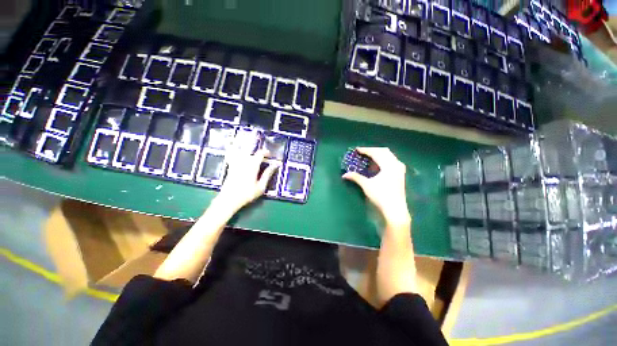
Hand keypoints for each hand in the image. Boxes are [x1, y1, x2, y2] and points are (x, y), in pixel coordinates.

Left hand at [216, 146, 279, 212]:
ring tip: (250, 148)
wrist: (229, 199)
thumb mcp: (261, 186)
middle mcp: (243, 161)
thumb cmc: (247, 194)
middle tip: (261, 153)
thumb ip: (268, 174)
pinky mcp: (230, 167)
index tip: (269, 155)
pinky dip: (233, 150)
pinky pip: (231, 155)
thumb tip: (275, 165)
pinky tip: (235, 149)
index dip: (266, 152)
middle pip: (250, 150)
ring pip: (240, 151)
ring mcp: (235, 163)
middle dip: (256, 149)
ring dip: (245, 148)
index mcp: (252, 165)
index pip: (260, 154)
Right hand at [342, 147, 409, 225]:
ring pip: (389, 156)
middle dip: (373, 150)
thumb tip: (344, 174)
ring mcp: (400, 169)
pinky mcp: (400, 174)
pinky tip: (378, 165)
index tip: (357, 149)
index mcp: (389, 165)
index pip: (376, 153)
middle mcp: (396, 164)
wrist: (395, 209)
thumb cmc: (381, 195)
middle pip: (384, 151)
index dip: (366, 150)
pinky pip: (391, 161)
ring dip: (379, 155)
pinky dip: (383, 160)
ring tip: (369, 157)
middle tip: (363, 152)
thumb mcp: (367, 185)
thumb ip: (356, 177)